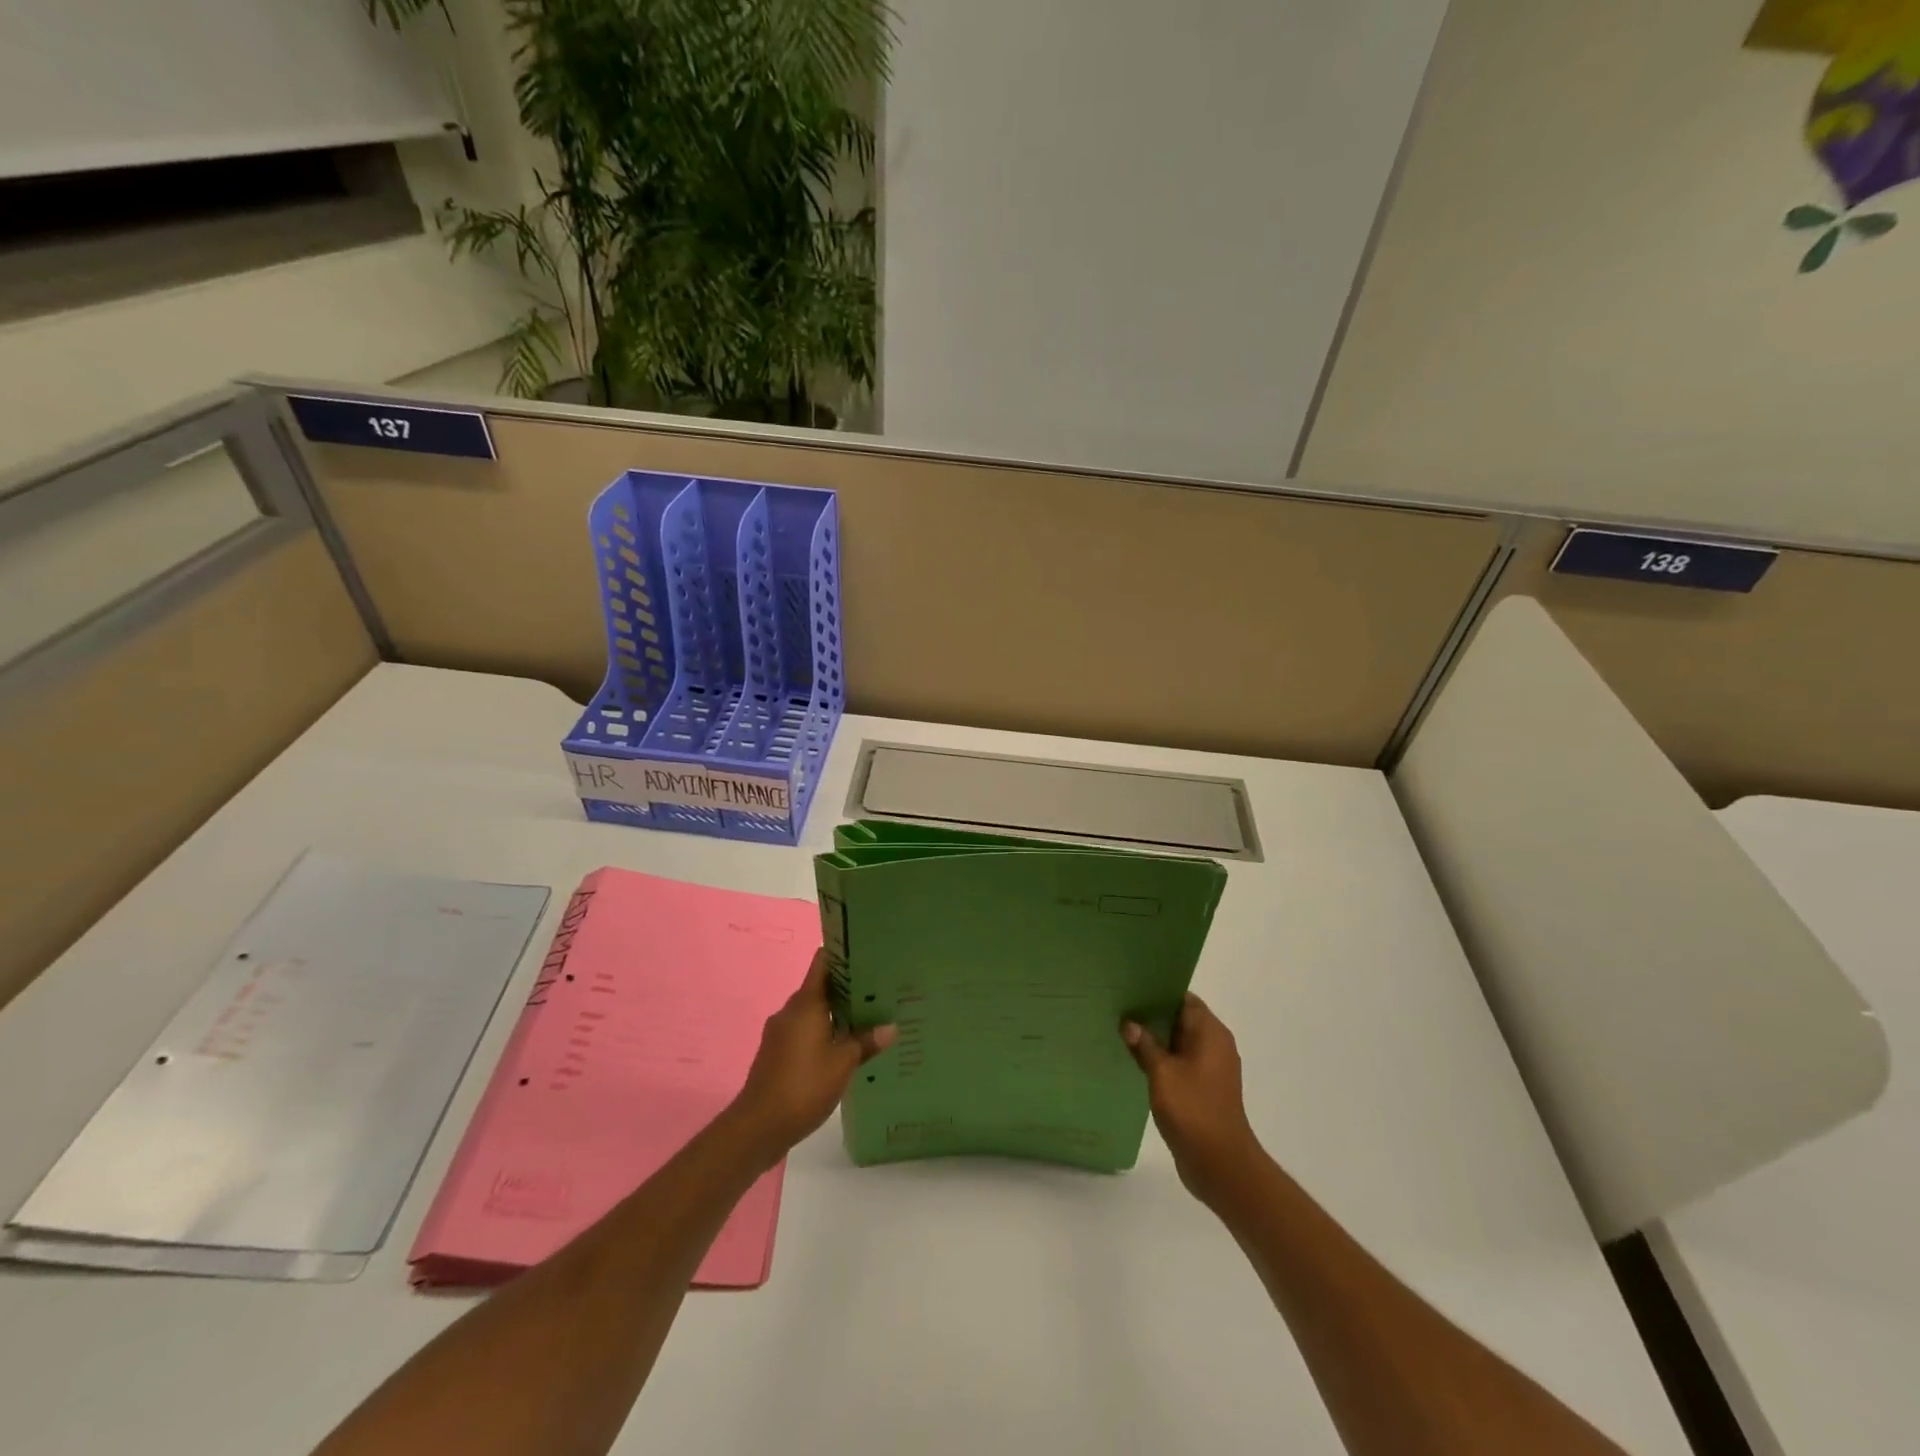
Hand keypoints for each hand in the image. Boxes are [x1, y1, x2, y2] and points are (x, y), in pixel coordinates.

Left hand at [729, 948, 894, 1161]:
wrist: (758, 1126)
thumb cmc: (803, 1085)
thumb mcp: (843, 1063)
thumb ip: (866, 1041)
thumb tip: (891, 1027)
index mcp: (806, 1003)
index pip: (823, 963)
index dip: (842, 954)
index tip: (866, 952)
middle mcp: (791, 1011)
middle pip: (821, 987)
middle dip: (848, 988)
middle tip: (879, 990)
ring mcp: (780, 1032)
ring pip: (813, 1012)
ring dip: (836, 1014)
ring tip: (867, 1019)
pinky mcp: (777, 1053)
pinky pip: (805, 1032)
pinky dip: (824, 1033)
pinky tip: (844, 1048)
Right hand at [1123, 994, 1262, 1205]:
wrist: (1220, 1164)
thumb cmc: (1193, 1109)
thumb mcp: (1162, 1073)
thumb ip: (1144, 1045)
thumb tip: (1129, 1023)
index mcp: (1210, 1033)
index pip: (1184, 998)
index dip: (1159, 991)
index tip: (1132, 988)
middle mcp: (1215, 1045)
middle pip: (1181, 1018)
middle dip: (1153, 1014)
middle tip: (1120, 1007)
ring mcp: (1211, 1069)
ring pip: (1179, 1042)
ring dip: (1155, 1038)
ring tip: (1122, 1032)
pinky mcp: (1204, 1089)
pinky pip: (1180, 1063)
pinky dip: (1162, 1059)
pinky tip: (1136, 1061)